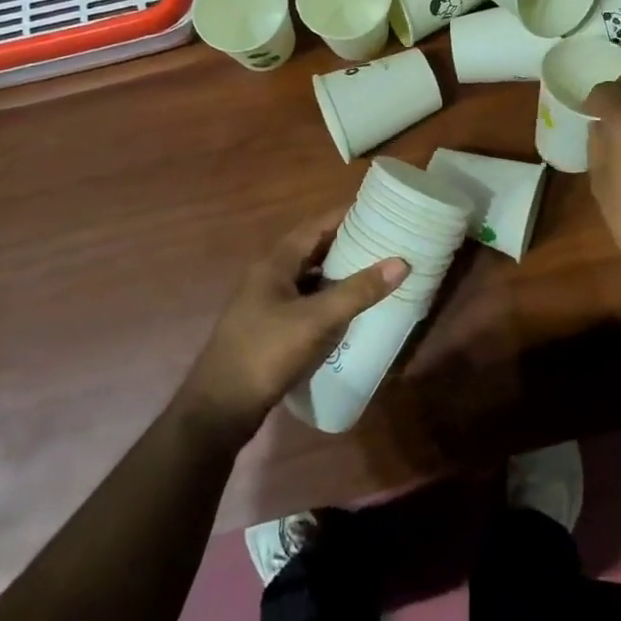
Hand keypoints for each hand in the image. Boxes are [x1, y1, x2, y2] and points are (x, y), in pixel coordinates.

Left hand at [179, 214, 405, 444]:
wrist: (218, 411)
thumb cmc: (266, 353)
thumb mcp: (316, 321)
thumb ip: (357, 292)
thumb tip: (401, 262)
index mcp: (275, 263)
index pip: (316, 225)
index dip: (346, 215)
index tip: (378, 209)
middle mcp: (269, 276)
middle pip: (313, 250)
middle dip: (347, 243)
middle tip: (383, 241)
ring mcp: (267, 304)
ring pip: (309, 278)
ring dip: (338, 273)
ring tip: (374, 271)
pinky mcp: (270, 329)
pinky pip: (306, 303)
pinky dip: (328, 300)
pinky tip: (349, 312)